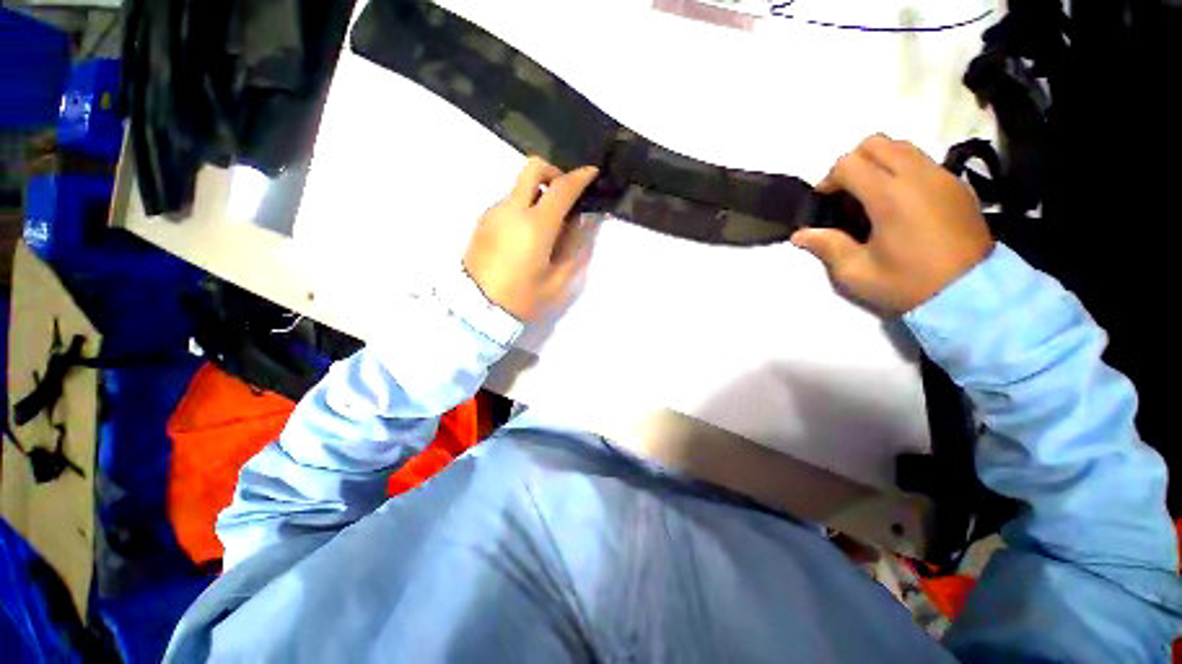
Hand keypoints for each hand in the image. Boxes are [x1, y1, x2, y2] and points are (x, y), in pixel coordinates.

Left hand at [463, 157, 599, 320]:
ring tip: (547, 227)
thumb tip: (582, 224)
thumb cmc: (522, 297)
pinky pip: (509, 203)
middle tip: (565, 196)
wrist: (475, 308)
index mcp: (535, 225)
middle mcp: (512, 209)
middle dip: (554, 173)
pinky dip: (524, 208)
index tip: (592, 173)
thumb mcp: (557, 282)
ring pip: (520, 187)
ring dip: (538, 195)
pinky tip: (527, 236)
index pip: (561, 188)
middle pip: (533, 169)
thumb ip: (574, 249)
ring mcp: (494, 213)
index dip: (580, 178)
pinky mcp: (483, 221)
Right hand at [791, 134, 993, 313]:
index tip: (824, 203)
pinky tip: (899, 201)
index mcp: (889, 196)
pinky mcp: (957, 184)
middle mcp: (917, 175)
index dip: (828, 180)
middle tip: (846, 194)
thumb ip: (827, 246)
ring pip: (901, 146)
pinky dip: (902, 169)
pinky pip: (922, 160)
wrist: (971, 294)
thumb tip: (799, 234)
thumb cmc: (907, 284)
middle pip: (876, 143)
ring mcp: (941, 176)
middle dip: (852, 163)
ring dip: (878, 163)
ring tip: (871, 195)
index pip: (849, 163)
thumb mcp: (856, 272)